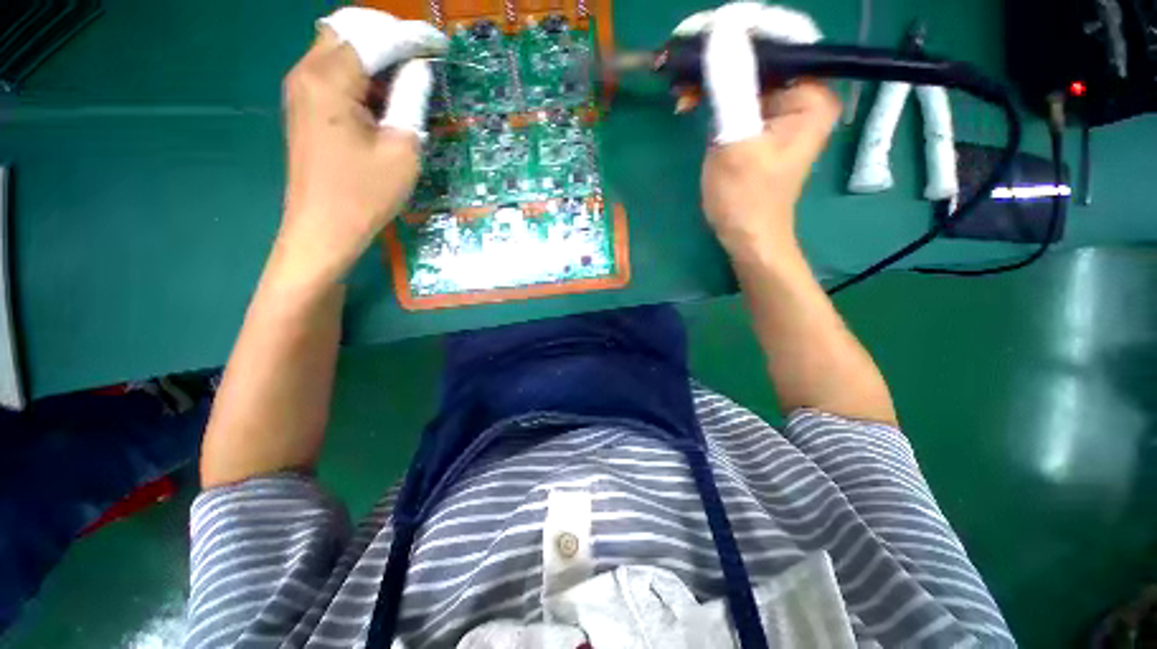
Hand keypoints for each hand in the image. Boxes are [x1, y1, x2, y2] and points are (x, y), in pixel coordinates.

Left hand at [275, 9, 444, 286]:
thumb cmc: (365, 195)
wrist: (324, 229)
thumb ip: (410, 100)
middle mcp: (307, 73)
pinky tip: (384, 95)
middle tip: (421, 56)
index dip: (409, 36)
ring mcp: (301, 90)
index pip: (372, 37)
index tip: (438, 44)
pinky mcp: (305, 107)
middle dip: (387, 35)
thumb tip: (419, 69)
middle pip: (347, 30)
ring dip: (374, 55)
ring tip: (408, 76)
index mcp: (329, 80)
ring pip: (339, 48)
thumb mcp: (401, 150)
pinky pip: (333, 72)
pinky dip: (361, 73)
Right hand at [681, 3, 839, 257]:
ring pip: (746, 72)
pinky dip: (713, 94)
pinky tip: (690, 102)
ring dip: (711, 75)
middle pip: (762, 53)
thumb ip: (731, 85)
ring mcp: (782, 108)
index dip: (741, 29)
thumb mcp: (735, 142)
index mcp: (811, 94)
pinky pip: (738, 93)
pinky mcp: (762, 122)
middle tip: (680, 61)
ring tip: (680, 87)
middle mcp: (804, 92)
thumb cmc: (745, 199)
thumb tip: (721, 27)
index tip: (698, 32)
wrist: (747, 237)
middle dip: (720, 54)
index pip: (781, 38)